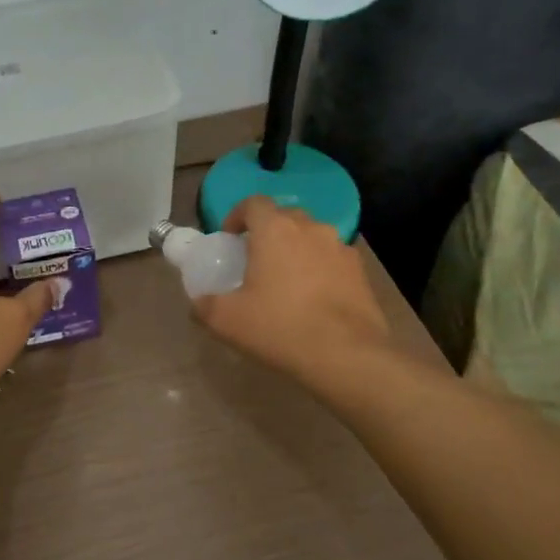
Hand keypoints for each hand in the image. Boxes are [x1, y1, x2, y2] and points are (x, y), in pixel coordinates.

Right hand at [192, 196, 393, 387]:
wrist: (347, 356)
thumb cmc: (280, 328)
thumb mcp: (226, 321)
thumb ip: (205, 305)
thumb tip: (198, 303)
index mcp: (275, 230)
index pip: (253, 203)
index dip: (237, 216)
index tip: (230, 239)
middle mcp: (310, 229)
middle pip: (284, 218)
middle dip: (268, 233)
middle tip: (256, 262)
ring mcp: (340, 248)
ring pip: (311, 238)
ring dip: (296, 251)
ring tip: (287, 283)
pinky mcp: (361, 272)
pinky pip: (333, 260)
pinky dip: (320, 270)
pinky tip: (315, 299)